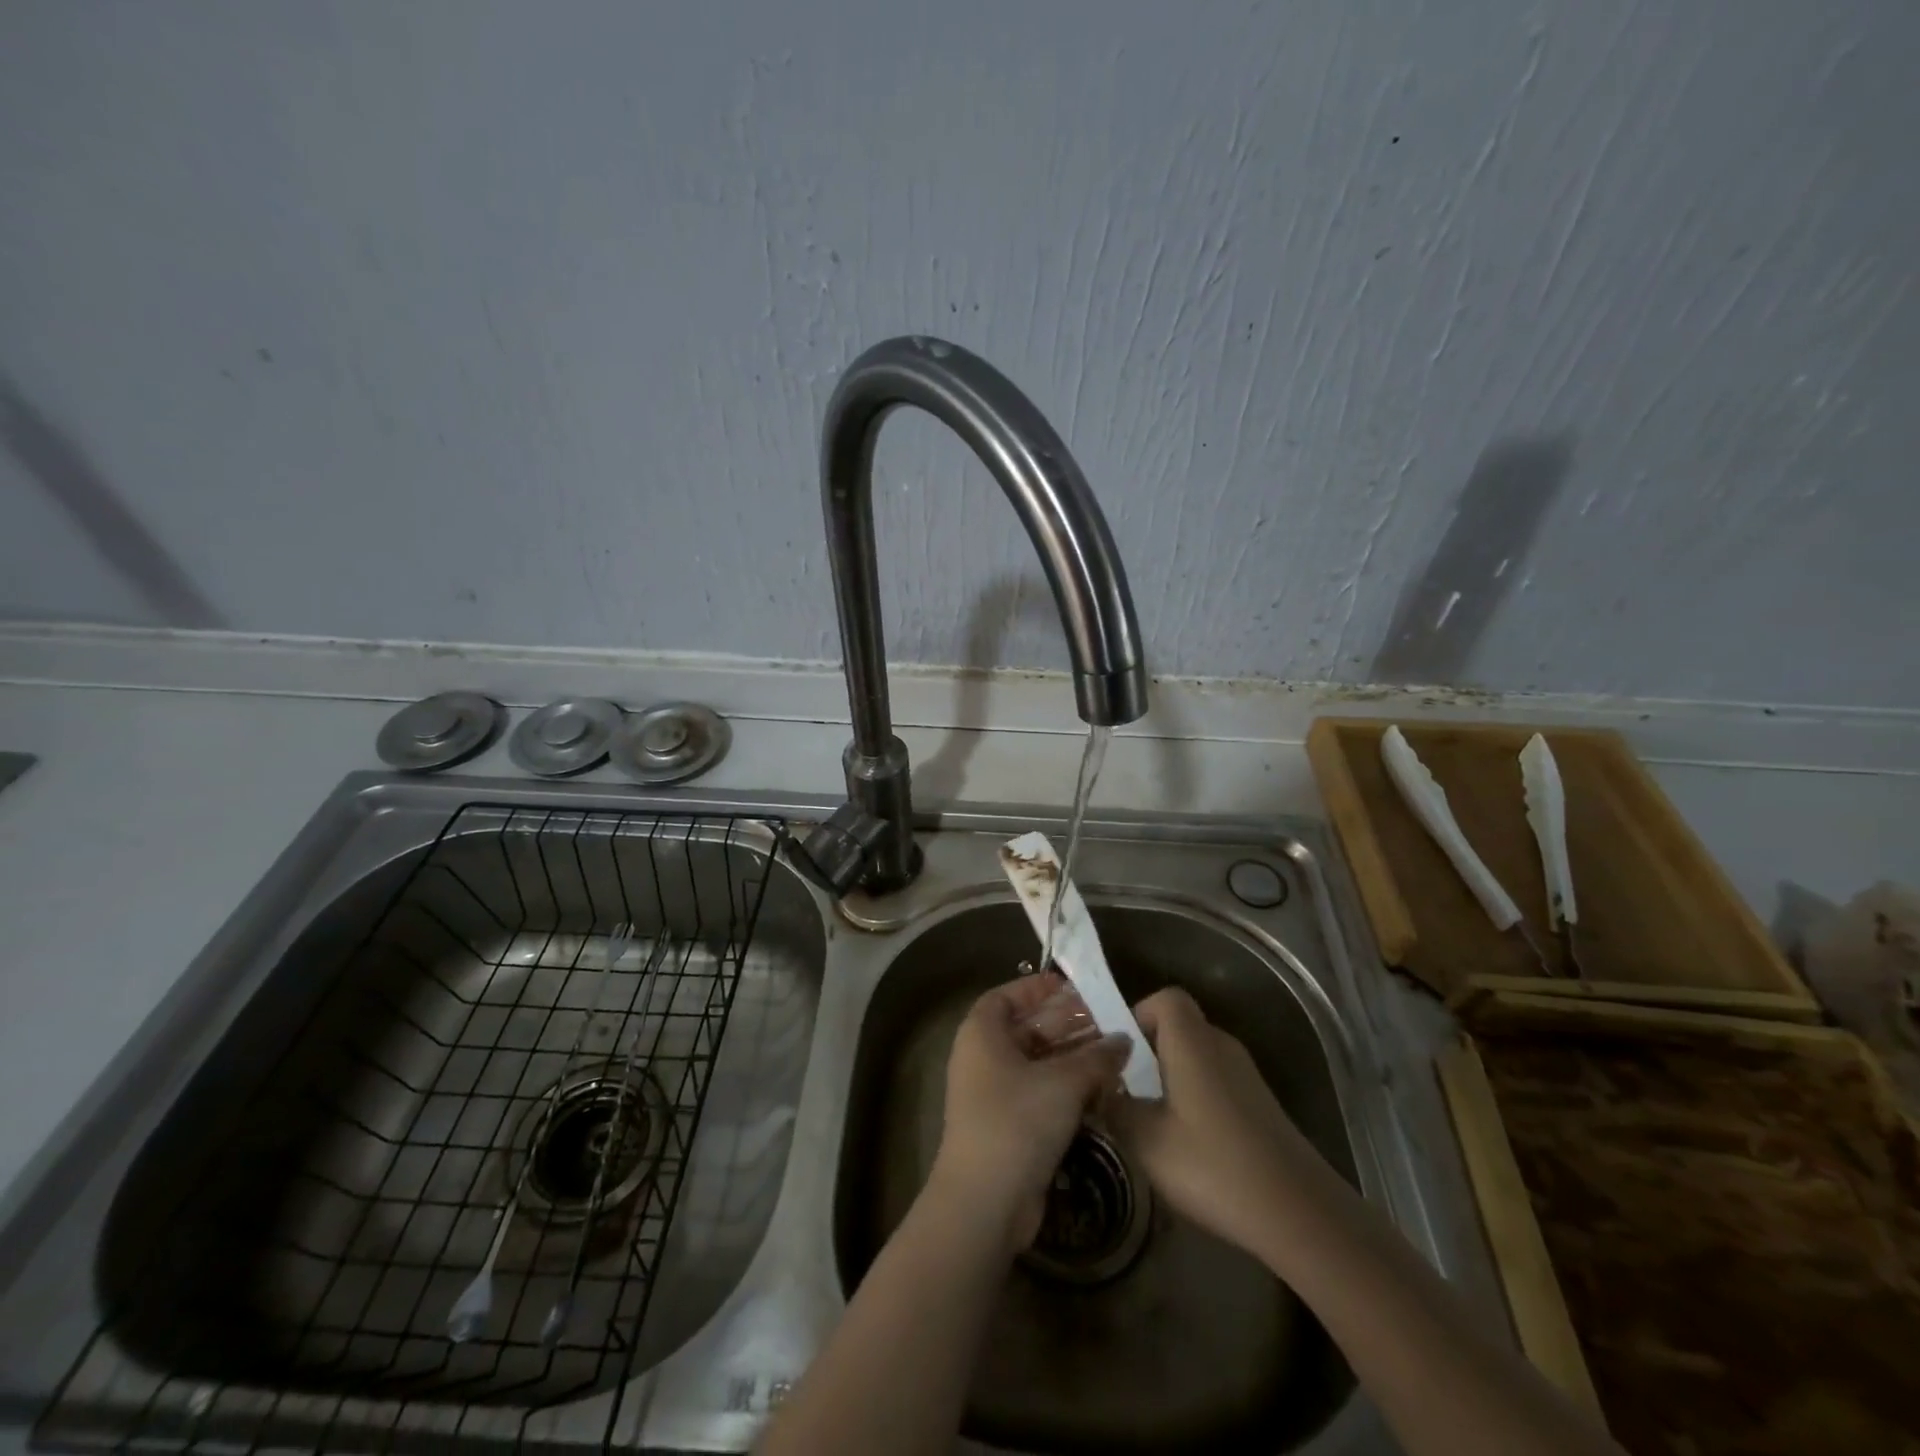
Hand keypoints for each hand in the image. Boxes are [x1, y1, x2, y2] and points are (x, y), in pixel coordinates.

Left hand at [930, 974, 1130, 1253]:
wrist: (985, 1202)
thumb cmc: (1017, 1121)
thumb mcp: (1063, 1083)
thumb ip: (1097, 1057)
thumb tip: (1123, 1040)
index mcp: (982, 1033)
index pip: (1007, 996)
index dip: (1038, 988)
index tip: (1074, 987)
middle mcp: (983, 1057)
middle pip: (1026, 1029)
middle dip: (1066, 1023)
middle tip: (1107, 1019)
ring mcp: (994, 1094)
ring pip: (1037, 1063)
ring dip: (1073, 1058)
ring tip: (1114, 1052)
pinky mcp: (1008, 1125)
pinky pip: (1039, 1093)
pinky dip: (1067, 1088)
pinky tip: (1102, 1089)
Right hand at [1107, 986, 1316, 1260]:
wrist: (1301, 1214)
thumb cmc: (1215, 1166)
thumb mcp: (1147, 1142)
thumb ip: (1115, 1109)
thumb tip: (1099, 1091)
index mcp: (1193, 1042)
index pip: (1166, 998)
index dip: (1139, 1014)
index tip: (1121, 1052)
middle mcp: (1222, 1047)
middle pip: (1180, 1026)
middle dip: (1149, 1051)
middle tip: (1126, 1088)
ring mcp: (1247, 1076)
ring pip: (1198, 1056)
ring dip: (1171, 1078)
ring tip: (1151, 1119)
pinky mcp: (1261, 1105)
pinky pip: (1216, 1082)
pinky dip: (1195, 1098)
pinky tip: (1188, 1144)